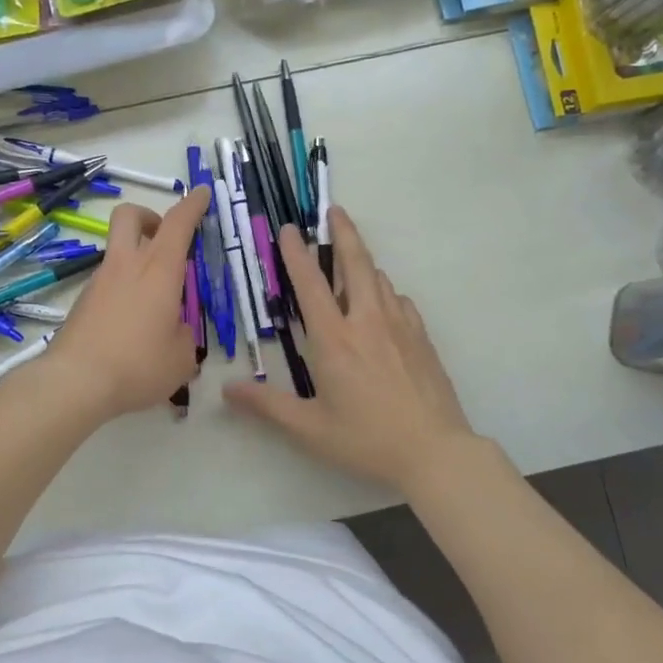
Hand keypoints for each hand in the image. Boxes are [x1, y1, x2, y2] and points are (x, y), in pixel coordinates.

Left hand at [44, 187, 209, 421]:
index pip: (178, 223)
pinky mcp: (82, 302)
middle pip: (130, 216)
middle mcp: (126, 266)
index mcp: (159, 270)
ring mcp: (99, 282)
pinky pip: (108, 283)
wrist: (75, 382)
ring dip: (137, 260)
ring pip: (117, 251)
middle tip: (165, 238)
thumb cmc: (138, 364)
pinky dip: (124, 290)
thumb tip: (175, 332)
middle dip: (149, 216)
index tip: (200, 192)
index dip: (192, 204)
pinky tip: (132, 325)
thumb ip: (185, 337)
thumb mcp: (181, 358)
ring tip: (155, 301)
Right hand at [225, 207, 474, 495]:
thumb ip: (267, 406)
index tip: (289, 229)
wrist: (435, 451)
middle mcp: (367, 322)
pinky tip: (383, 303)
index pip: (310, 285)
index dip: (296, 254)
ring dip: (363, 262)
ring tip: (352, 256)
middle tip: (335, 211)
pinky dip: (386, 292)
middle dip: (344, 233)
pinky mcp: (421, 339)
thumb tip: (227, 389)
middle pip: (356, 264)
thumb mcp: (309, 428)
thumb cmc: (366, 439)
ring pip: (380, 280)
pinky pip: (400, 302)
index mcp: (335, 339)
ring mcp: (400, 327)